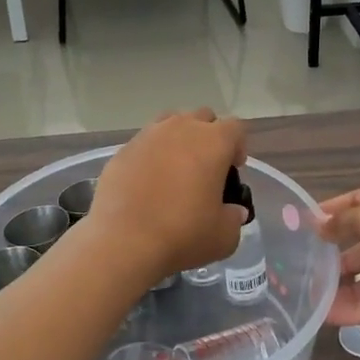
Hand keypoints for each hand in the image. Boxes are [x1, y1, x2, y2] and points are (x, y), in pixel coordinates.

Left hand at [89, 110, 248, 280]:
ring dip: (177, 140)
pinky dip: (150, 157)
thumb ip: (234, 217)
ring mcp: (147, 136)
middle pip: (202, 118)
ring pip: (169, 124)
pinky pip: (143, 145)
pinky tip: (147, 184)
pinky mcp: (121, 151)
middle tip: (206, 167)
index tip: (234, 170)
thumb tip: (233, 210)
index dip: (238, 146)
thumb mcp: (224, 236)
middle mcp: (180, 129)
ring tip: (175, 171)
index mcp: (213, 142)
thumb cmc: (183, 234)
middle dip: (208, 136)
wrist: (123, 241)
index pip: (235, 127)